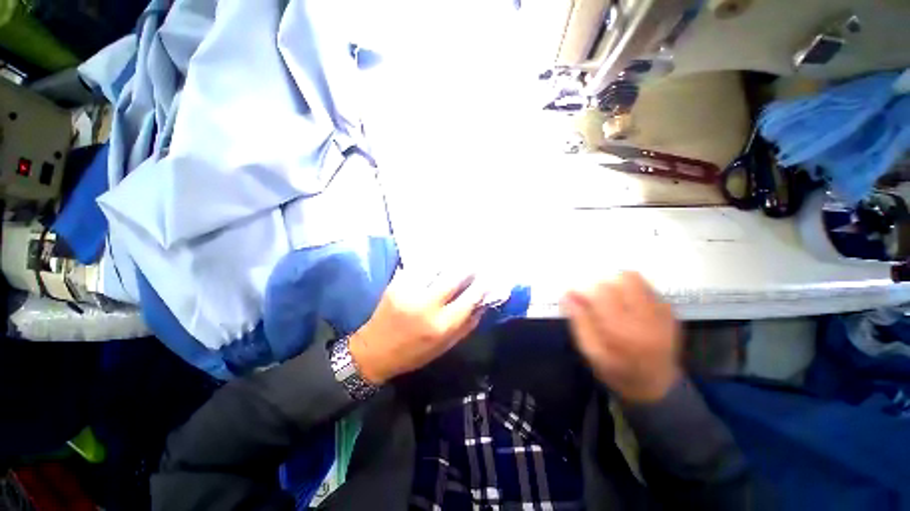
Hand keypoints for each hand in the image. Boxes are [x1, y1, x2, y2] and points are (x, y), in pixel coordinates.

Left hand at [349, 271, 485, 384]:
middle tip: (476, 262)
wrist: (374, 351)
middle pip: (454, 277)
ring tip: (458, 259)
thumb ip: (466, 325)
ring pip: (437, 267)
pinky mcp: (396, 283)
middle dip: (469, 267)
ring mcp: (409, 291)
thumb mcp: (444, 346)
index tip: (490, 277)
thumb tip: (483, 304)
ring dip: (450, 262)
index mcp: (441, 325)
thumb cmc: (413, 353)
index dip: (482, 285)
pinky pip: (420, 267)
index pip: (469, 298)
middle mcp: (427, 305)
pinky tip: (438, 262)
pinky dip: (432, 263)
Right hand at [562, 272, 680, 402]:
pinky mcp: (669, 311)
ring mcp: (662, 313)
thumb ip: (579, 322)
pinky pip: (646, 286)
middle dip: (599, 282)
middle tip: (590, 296)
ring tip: (607, 297)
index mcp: (623, 331)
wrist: (657, 387)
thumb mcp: (591, 352)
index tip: (573, 294)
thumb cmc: (617, 372)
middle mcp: (646, 318)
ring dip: (614, 281)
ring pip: (635, 278)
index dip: (582, 288)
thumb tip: (567, 295)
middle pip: (621, 279)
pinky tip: (624, 303)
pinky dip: (629, 288)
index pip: (601, 292)